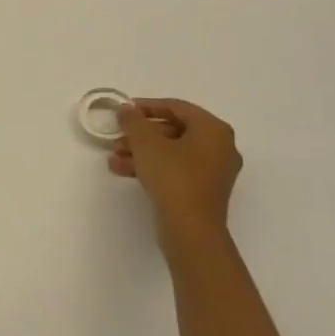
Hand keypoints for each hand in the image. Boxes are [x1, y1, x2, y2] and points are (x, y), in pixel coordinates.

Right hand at [109, 98, 243, 253]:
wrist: (190, 230)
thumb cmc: (173, 177)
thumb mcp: (146, 143)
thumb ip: (133, 120)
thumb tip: (127, 109)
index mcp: (213, 130)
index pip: (177, 107)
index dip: (147, 106)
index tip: (124, 111)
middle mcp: (220, 147)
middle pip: (174, 130)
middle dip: (141, 134)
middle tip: (117, 138)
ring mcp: (214, 171)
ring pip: (172, 152)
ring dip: (141, 152)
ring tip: (114, 158)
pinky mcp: (203, 190)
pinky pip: (175, 169)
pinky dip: (152, 166)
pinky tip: (124, 171)